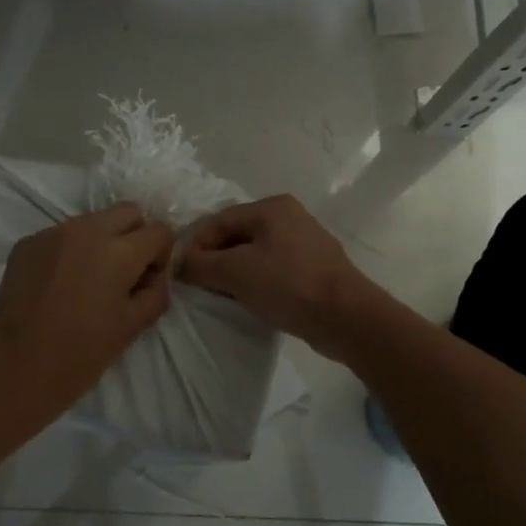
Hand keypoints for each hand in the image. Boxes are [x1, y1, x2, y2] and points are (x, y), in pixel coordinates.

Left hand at [0, 203, 174, 423]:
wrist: (16, 366)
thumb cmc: (81, 353)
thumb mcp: (132, 327)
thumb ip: (155, 293)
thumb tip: (154, 276)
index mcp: (118, 252)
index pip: (159, 230)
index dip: (161, 255)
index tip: (147, 280)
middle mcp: (87, 231)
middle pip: (128, 211)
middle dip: (135, 235)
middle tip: (125, 272)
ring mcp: (53, 233)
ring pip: (92, 221)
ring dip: (101, 241)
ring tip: (89, 280)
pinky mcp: (28, 242)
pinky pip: (61, 235)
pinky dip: (70, 251)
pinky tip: (60, 285)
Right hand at [178, 195, 379, 357]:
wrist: (346, 318)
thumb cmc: (288, 285)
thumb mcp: (235, 272)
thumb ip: (200, 265)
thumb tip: (179, 265)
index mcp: (271, 207)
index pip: (218, 221)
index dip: (194, 246)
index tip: (179, 273)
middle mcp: (289, 217)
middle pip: (236, 236)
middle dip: (213, 260)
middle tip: (197, 286)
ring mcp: (304, 243)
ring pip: (254, 254)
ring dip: (233, 274)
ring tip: (219, 296)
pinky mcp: (313, 269)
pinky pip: (272, 270)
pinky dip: (255, 282)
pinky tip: (248, 301)